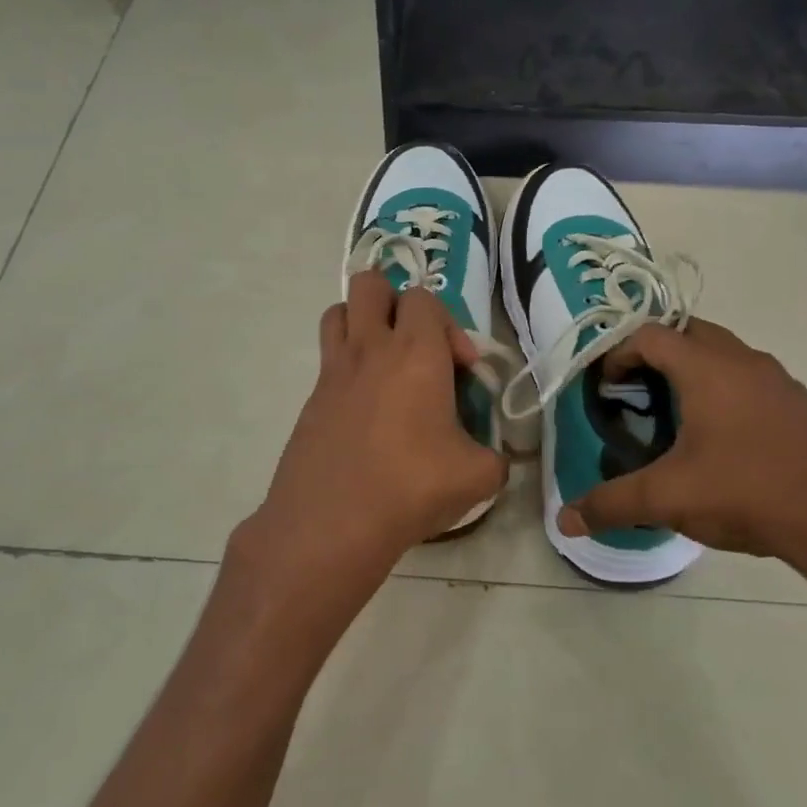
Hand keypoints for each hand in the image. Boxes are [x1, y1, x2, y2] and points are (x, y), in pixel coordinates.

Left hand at [224, 271, 506, 650]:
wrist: (332, 521)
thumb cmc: (411, 487)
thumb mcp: (478, 476)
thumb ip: (495, 458)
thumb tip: (494, 458)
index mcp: (416, 352)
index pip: (426, 299)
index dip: (450, 326)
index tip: (462, 370)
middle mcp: (371, 348)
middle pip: (370, 285)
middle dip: (396, 303)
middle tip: (417, 347)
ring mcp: (334, 371)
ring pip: (339, 312)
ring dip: (363, 323)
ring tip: (385, 363)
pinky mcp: (311, 399)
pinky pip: (327, 359)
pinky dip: (347, 367)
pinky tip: (365, 411)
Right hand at [559, 319, 806, 601]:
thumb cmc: (747, 493)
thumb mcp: (668, 499)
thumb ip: (611, 504)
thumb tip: (565, 520)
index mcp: (707, 369)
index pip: (650, 334)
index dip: (618, 354)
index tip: (607, 388)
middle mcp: (744, 361)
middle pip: (689, 333)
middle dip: (656, 355)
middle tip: (637, 394)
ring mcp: (780, 382)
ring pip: (725, 355)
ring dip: (694, 371)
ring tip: (676, 417)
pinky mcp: (803, 406)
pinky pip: (752, 380)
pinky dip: (727, 392)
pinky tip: (725, 441)